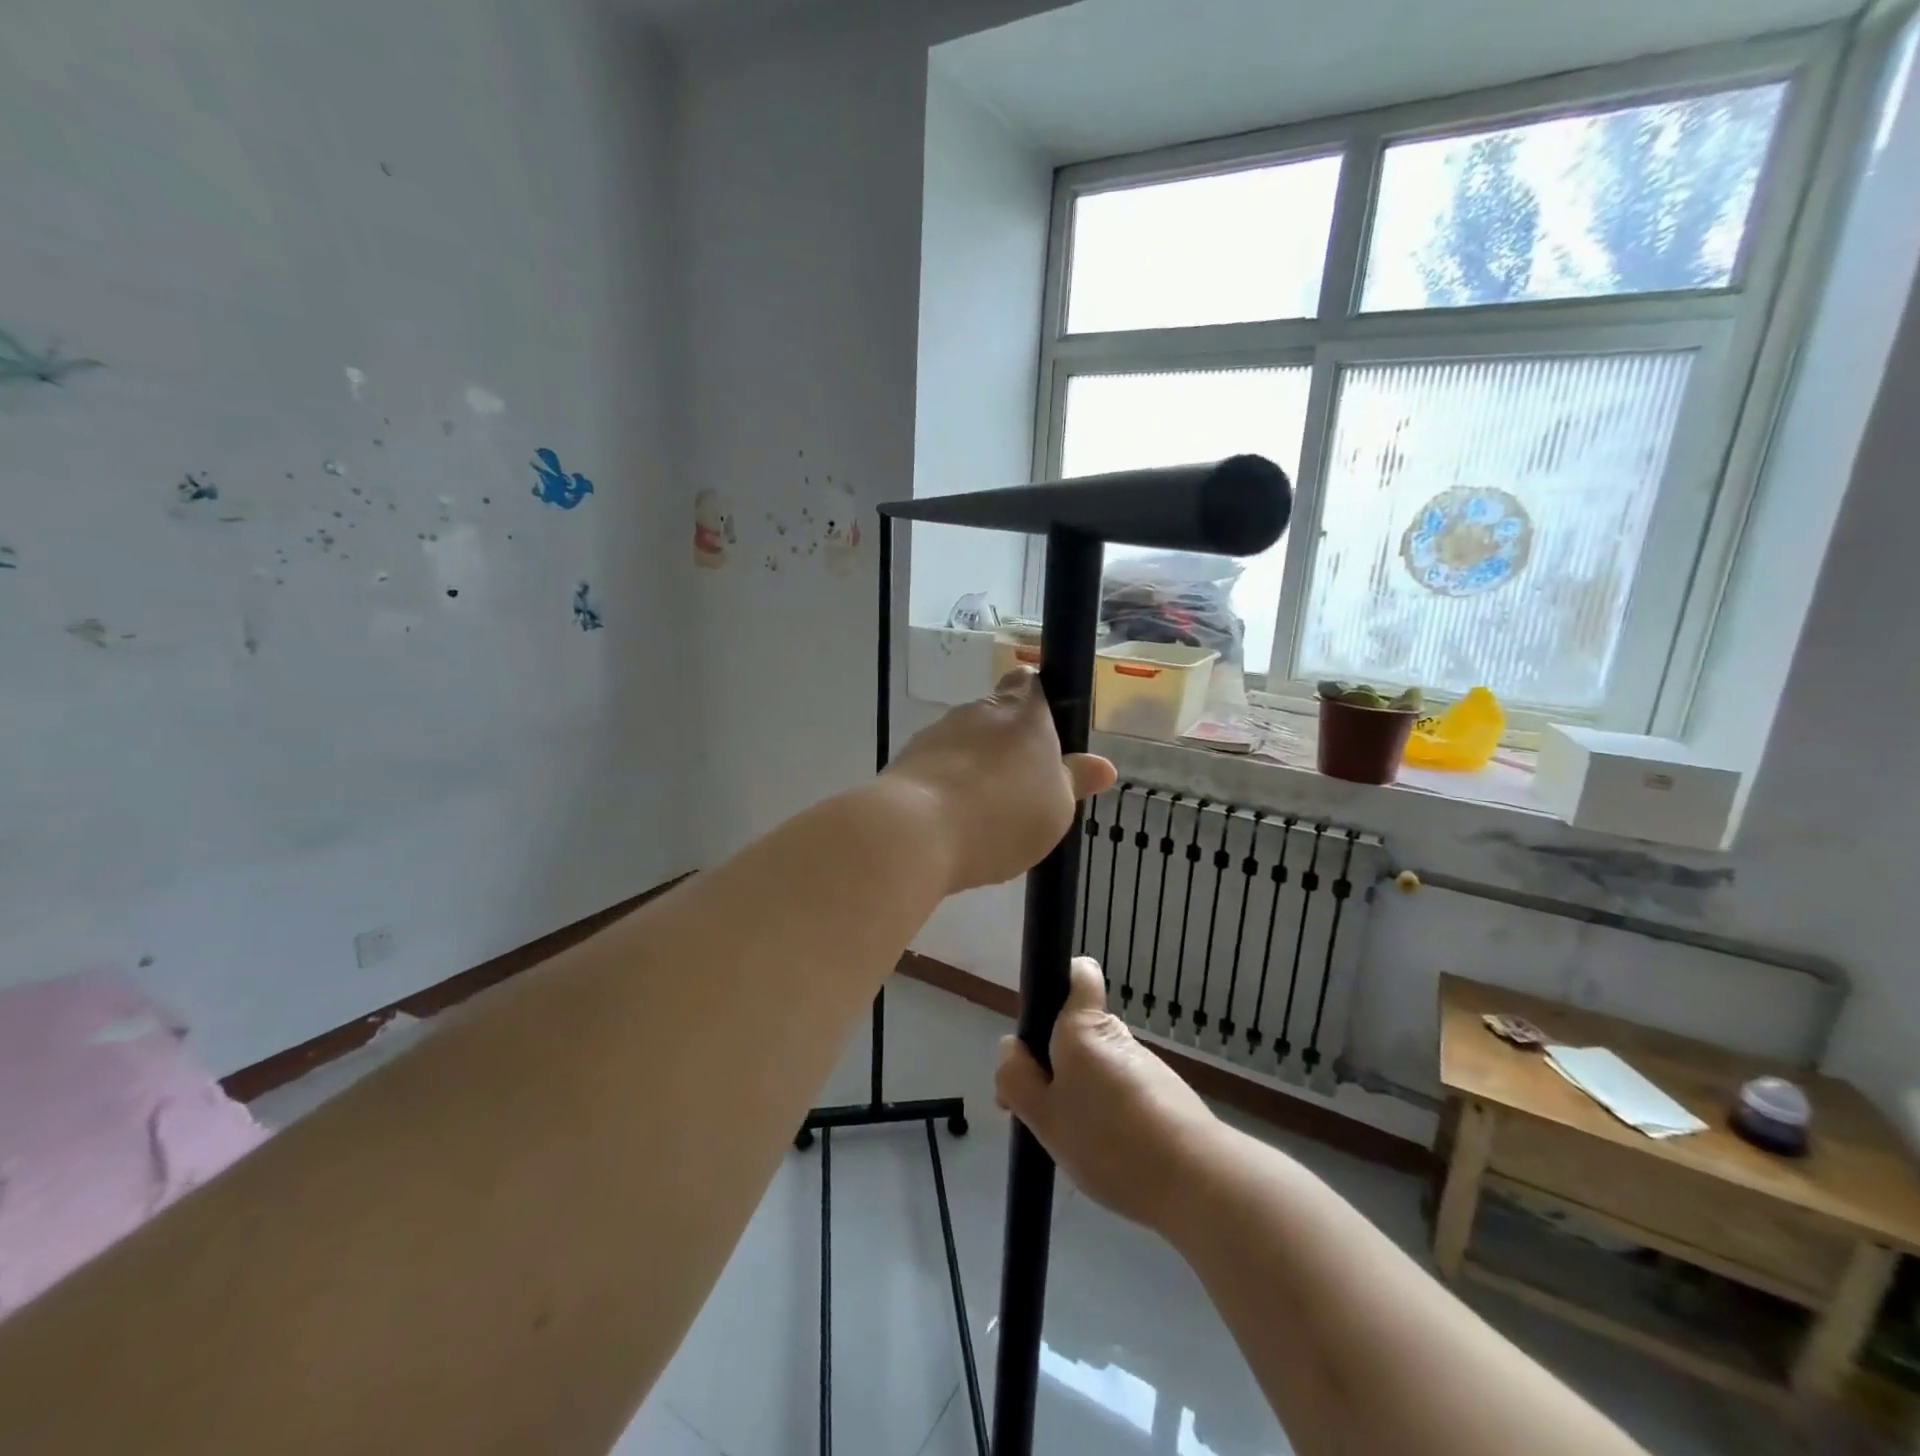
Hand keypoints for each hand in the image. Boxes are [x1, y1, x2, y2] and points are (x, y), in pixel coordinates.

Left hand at [884, 668, 1113, 893]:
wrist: (916, 832)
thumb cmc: (1003, 816)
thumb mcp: (1057, 808)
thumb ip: (1075, 781)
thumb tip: (1103, 766)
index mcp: (1024, 712)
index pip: (1031, 683)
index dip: (1039, 701)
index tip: (1046, 734)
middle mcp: (979, 711)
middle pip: (996, 715)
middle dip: (1006, 744)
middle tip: (1020, 787)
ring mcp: (938, 733)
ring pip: (964, 742)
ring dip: (974, 767)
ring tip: (983, 814)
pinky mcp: (906, 760)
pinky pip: (936, 767)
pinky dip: (946, 786)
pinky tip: (952, 823)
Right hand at [995, 957, 1218, 1233]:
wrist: (1197, 1180)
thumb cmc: (1109, 1141)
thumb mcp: (1044, 1118)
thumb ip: (1018, 1080)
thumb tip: (1010, 1046)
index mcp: (1082, 1028)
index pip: (1078, 973)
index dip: (1058, 986)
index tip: (1039, 1031)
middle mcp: (1115, 1034)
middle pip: (1077, 1031)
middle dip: (1057, 1063)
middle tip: (1044, 1113)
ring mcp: (1144, 1063)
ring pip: (1099, 1064)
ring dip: (1083, 1092)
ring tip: (1079, 1144)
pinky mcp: (1165, 1092)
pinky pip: (1123, 1089)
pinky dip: (1110, 1112)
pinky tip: (1110, 1154)